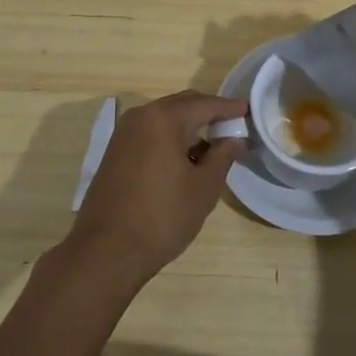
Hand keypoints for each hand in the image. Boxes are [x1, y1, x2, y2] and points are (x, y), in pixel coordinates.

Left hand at [65, 91, 247, 287]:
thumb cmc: (162, 217)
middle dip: (209, 114)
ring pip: (165, 120)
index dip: (230, 108)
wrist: (106, 252)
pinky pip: (150, 134)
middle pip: (182, 105)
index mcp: (163, 118)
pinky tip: (186, 160)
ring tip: (213, 148)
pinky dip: (171, 139)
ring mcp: (123, 134)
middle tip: (234, 128)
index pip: (205, 104)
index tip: (249, 111)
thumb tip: (235, 139)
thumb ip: (223, 156)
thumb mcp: (204, 188)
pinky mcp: (115, 152)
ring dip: (189, 128)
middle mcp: (140, 117)